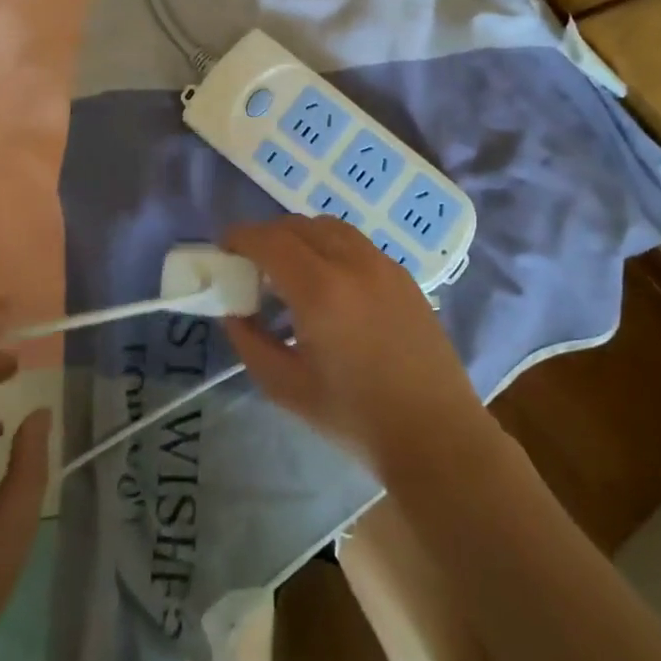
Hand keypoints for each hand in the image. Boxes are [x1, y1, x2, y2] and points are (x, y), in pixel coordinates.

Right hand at [221, 216, 490, 483]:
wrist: (435, 434)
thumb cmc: (355, 417)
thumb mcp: (287, 388)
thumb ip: (251, 342)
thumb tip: (234, 312)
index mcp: (320, 290)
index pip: (270, 240)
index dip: (241, 237)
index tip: (225, 249)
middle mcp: (352, 263)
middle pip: (299, 225)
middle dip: (268, 236)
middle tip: (253, 264)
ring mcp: (383, 265)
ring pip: (331, 227)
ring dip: (302, 236)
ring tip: (291, 270)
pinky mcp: (404, 276)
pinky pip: (357, 244)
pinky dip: (331, 247)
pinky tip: (331, 283)